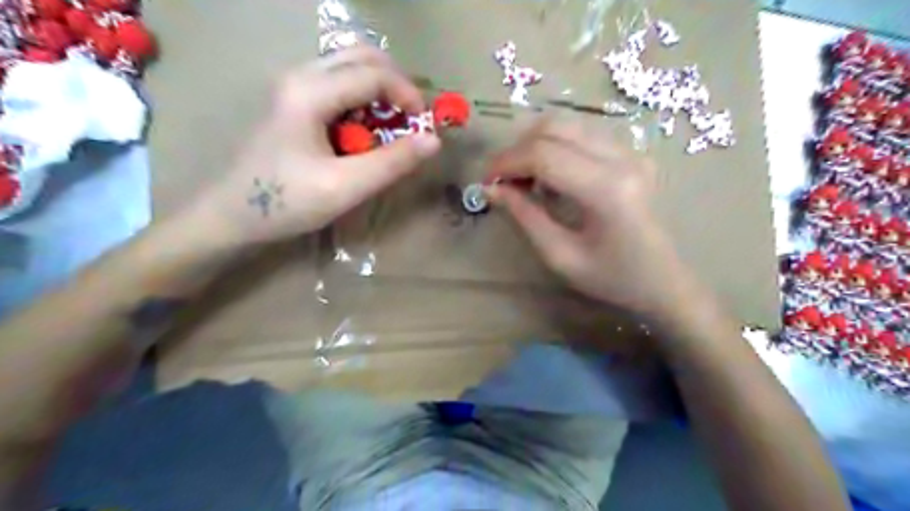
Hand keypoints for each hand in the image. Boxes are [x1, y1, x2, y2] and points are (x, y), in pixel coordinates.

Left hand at [185, 45, 439, 245]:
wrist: (232, 215)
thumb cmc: (286, 202)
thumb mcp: (345, 187)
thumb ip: (391, 163)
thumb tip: (433, 141)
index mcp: (310, 92)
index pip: (374, 74)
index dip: (409, 97)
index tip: (425, 129)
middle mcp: (301, 76)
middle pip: (362, 56)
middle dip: (397, 85)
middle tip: (412, 121)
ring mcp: (295, 86)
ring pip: (351, 68)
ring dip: (381, 92)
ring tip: (393, 128)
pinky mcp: (295, 102)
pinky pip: (340, 86)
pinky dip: (364, 102)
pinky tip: (366, 133)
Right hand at [486, 118, 697, 319]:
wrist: (664, 281)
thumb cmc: (612, 278)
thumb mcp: (560, 256)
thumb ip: (524, 216)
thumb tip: (491, 189)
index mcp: (607, 190)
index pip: (544, 155)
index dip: (506, 162)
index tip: (486, 181)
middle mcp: (622, 158)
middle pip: (554, 128)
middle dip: (517, 149)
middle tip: (502, 180)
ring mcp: (631, 151)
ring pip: (567, 124)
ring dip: (535, 145)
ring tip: (523, 178)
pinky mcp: (632, 152)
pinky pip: (583, 134)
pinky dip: (555, 147)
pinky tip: (551, 176)